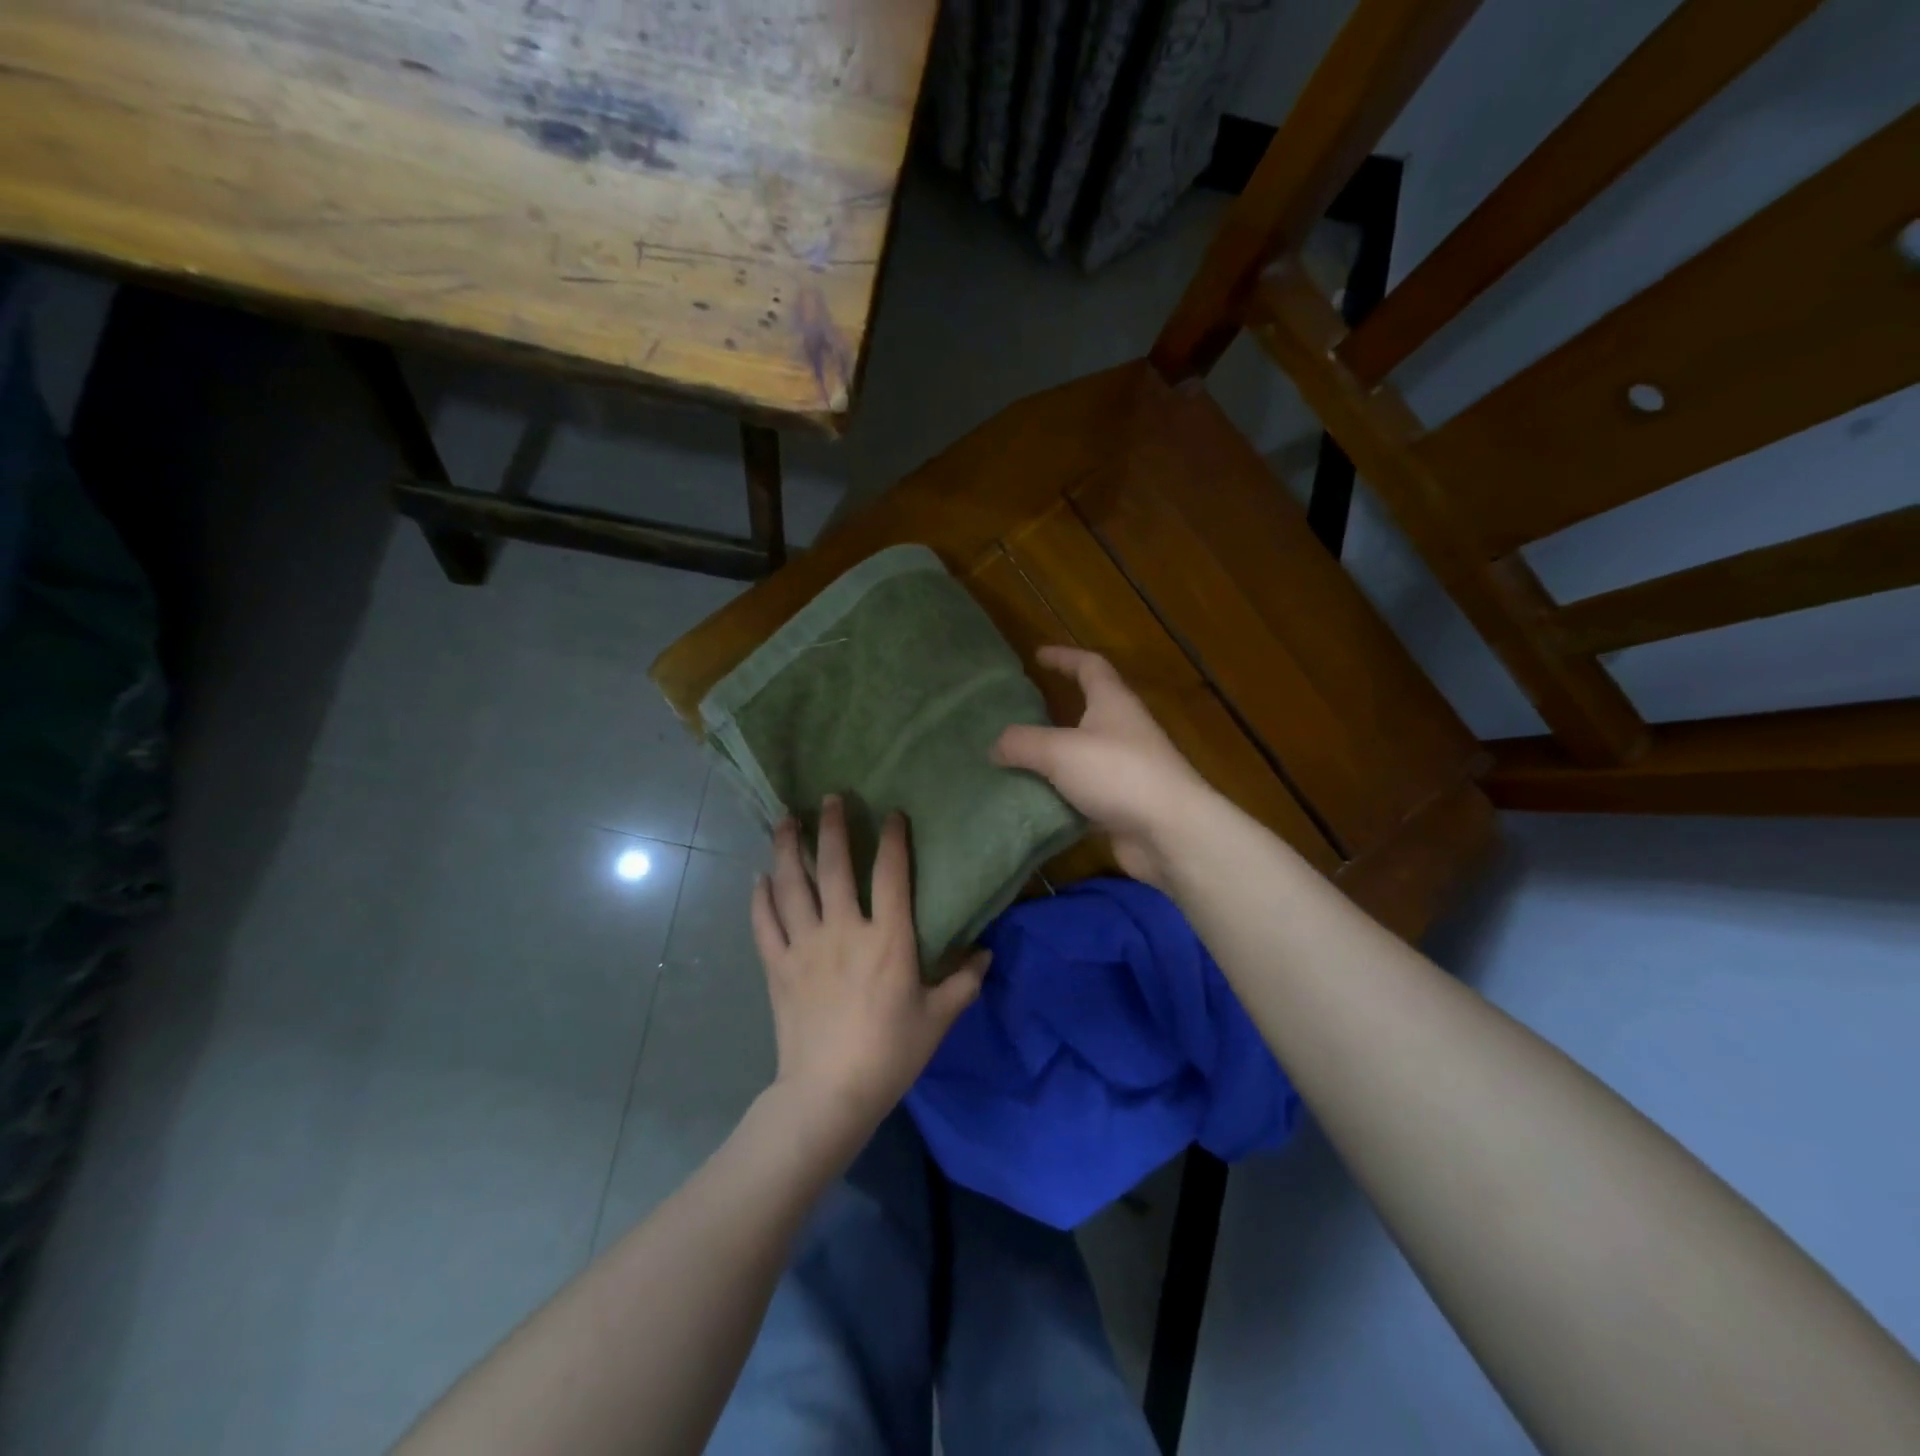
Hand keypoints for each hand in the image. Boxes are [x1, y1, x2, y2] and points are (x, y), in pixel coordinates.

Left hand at [751, 797, 987, 1139]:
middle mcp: (843, 930)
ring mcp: (804, 946)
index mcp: (887, 939)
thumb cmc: (890, 1053)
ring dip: (787, 849)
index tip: (892, 814)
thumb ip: (964, 981)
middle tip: (829, 798)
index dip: (893, 840)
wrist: (829, 1093)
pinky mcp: (777, 966)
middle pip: (833, 866)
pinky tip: (758, 878)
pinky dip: (760, 898)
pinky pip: (764, 924)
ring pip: (792, 886)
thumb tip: (985, 953)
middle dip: (831, 827)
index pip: (891, 874)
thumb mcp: (938, 1018)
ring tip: (785, 820)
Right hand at [992, 646, 1212, 888]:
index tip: (1038, 656)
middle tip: (1017, 716)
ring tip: (1016, 763)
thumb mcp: (1059, 751)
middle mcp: (1123, 730)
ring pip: (1083, 756)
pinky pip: (1084, 794)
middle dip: (1054, 712)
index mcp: (1112, 703)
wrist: (1170, 832)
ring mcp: (1126, 769)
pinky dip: (1061, 795)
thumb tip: (995, 745)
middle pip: (1087, 711)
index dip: (1064, 657)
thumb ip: (1023, 744)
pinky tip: (1034, 804)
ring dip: (1054, 759)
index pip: (1090, 666)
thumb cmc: (1118, 774)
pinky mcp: (1123, 804)